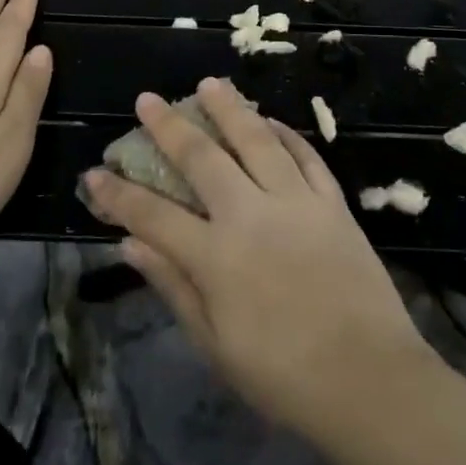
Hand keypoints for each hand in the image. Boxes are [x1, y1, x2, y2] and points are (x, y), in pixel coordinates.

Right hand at [81, 78, 430, 441]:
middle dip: (169, 126)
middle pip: (202, 158)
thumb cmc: (284, 376)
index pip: (153, 215)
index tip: (94, 173)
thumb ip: (174, 286)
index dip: (118, 194)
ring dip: (230, 108)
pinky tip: (271, 121)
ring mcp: (297, 202)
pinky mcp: (333, 202)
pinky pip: (307, 155)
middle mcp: (252, 215)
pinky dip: (286, 134)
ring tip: (210, 83)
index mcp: (217, 257)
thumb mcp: (216, 345)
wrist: (371, 381)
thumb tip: (130, 245)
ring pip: (257, 139)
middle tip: (148, 99)